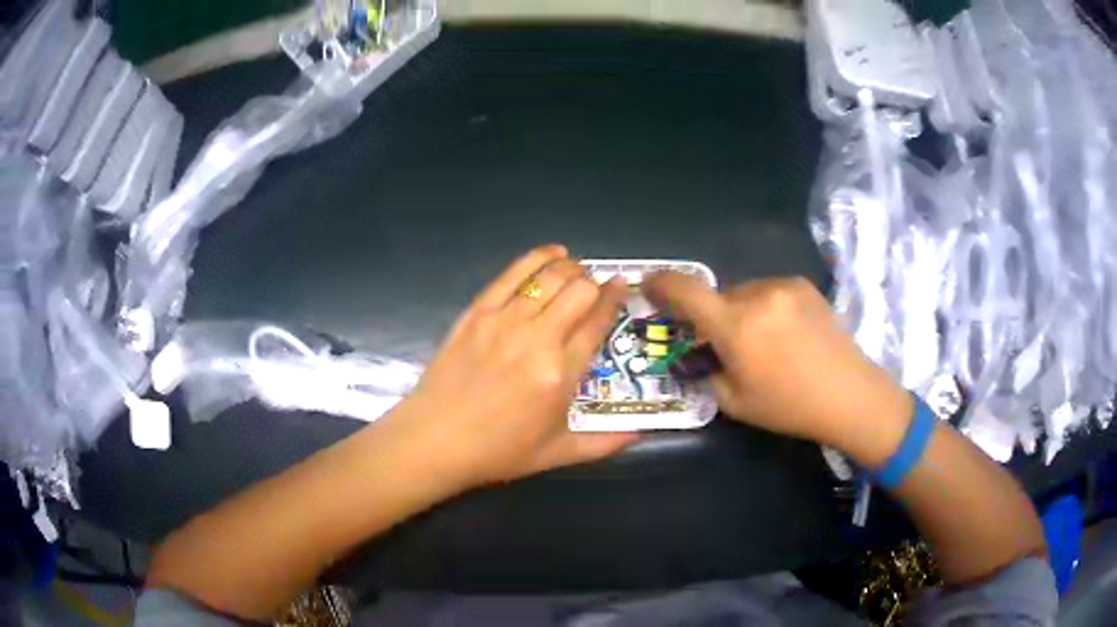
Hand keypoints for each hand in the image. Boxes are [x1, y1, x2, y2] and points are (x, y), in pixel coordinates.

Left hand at [386, 245, 638, 488]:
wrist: (435, 440)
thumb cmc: (498, 451)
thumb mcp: (557, 453)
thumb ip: (604, 443)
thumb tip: (640, 435)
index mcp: (561, 374)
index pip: (598, 323)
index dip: (614, 299)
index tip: (622, 287)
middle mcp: (537, 339)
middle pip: (579, 291)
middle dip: (595, 284)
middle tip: (595, 290)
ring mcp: (504, 320)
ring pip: (549, 276)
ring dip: (571, 268)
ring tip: (577, 270)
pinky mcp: (478, 311)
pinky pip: (512, 274)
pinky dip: (537, 258)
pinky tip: (551, 253)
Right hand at [642, 274, 909, 451]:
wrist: (849, 394)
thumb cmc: (789, 406)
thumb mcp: (735, 402)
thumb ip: (708, 372)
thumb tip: (702, 354)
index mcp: (736, 326)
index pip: (686, 291)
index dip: (661, 284)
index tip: (648, 285)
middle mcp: (757, 295)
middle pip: (719, 295)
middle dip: (715, 316)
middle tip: (728, 345)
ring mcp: (783, 286)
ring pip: (745, 292)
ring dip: (742, 311)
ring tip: (765, 343)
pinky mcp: (803, 285)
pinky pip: (770, 290)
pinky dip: (766, 307)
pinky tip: (786, 333)